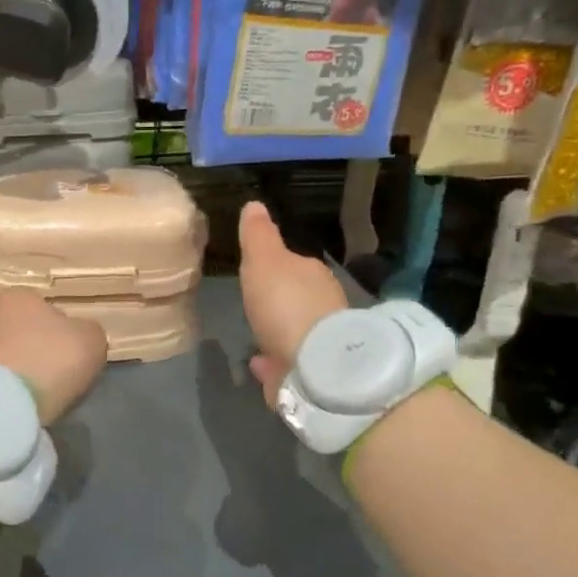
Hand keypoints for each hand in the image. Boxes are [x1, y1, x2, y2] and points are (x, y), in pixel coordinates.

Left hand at [0, 287, 108, 423]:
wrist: (5, 403)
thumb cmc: (51, 358)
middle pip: (17, 327)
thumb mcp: (90, 339)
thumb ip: (86, 330)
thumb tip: (76, 333)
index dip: (52, 322)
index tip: (65, 343)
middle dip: (32, 344)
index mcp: (17, 295)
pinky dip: (8, 385)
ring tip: (38, 387)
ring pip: (5, 352)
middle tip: (53, 366)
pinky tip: (22, 398)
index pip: (36, 302)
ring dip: (19, 366)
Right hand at [239, 201, 347, 408]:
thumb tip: (254, 203)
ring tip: (256, 335)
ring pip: (295, 331)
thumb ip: (258, 235)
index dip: (276, 267)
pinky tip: (260, 362)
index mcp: (313, 275)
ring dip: (278, 331)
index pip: (295, 265)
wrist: (314, 365)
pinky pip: (289, 360)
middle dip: (280, 301)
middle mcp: (323, 306)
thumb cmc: (285, 304)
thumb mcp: (264, 261)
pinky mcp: (313, 373)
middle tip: (256, 305)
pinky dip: (276, 359)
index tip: (257, 272)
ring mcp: (320, 342)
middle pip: (297, 299)